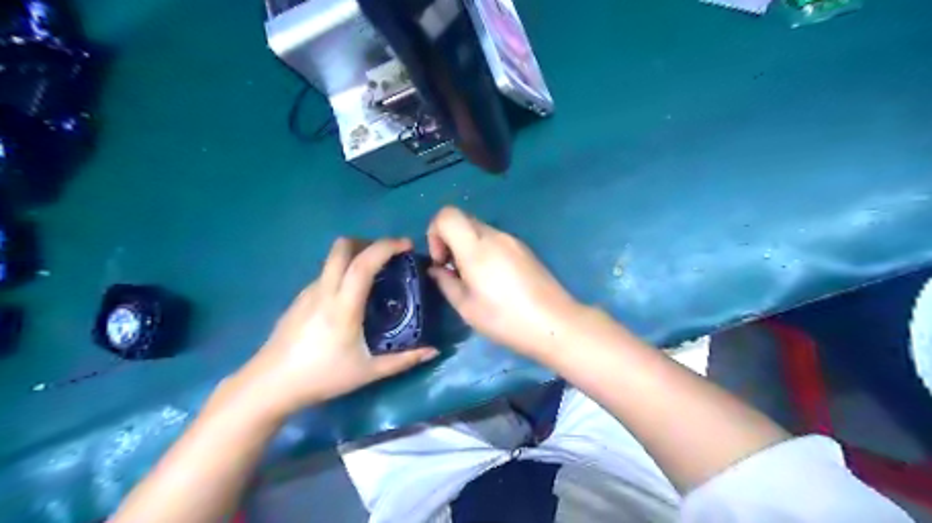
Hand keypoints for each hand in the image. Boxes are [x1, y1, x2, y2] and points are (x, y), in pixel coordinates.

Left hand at [234, 239, 435, 418]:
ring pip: (332, 259)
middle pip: (342, 247)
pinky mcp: (299, 299)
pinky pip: (325, 274)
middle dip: (369, 242)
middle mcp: (324, 291)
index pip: (363, 263)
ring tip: (374, 278)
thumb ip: (403, 360)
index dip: (386, 247)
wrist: (269, 386)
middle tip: (389, 257)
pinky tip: (350, 297)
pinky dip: (343, 272)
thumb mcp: (368, 372)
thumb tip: (433, 351)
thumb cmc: (322, 378)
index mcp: (343, 306)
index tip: (406, 245)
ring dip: (355, 256)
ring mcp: (308, 292)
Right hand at [427, 207, 578, 356]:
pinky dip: (485, 251)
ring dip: (468, 247)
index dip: (434, 232)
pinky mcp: (525, 249)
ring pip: (480, 230)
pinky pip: (496, 240)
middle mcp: (495, 236)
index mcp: (476, 247)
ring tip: (475, 279)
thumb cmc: (505, 319)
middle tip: (455, 272)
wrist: (555, 323)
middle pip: (462, 220)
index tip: (440, 261)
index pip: (446, 214)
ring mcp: (513, 240)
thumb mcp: (466, 307)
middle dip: (450, 241)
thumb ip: (445, 282)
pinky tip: (495, 280)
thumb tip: (436, 269)